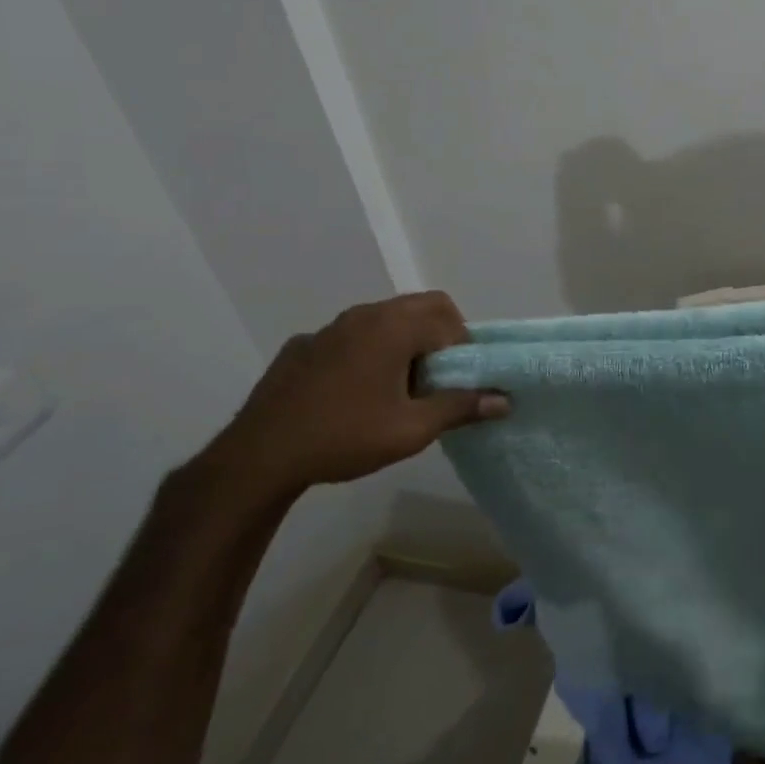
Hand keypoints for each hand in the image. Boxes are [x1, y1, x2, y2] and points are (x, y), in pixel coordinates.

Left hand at [195, 292, 506, 504]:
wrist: (259, 456)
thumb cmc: (345, 437)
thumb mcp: (412, 429)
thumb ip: (461, 407)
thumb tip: (504, 399)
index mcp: (394, 327)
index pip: (449, 320)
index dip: (463, 350)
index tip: (457, 383)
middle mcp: (364, 314)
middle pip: (421, 307)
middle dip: (439, 336)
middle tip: (436, 379)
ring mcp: (330, 327)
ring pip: (385, 319)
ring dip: (404, 342)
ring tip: (397, 388)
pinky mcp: (303, 345)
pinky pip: (351, 337)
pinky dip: (367, 352)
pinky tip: (353, 393)